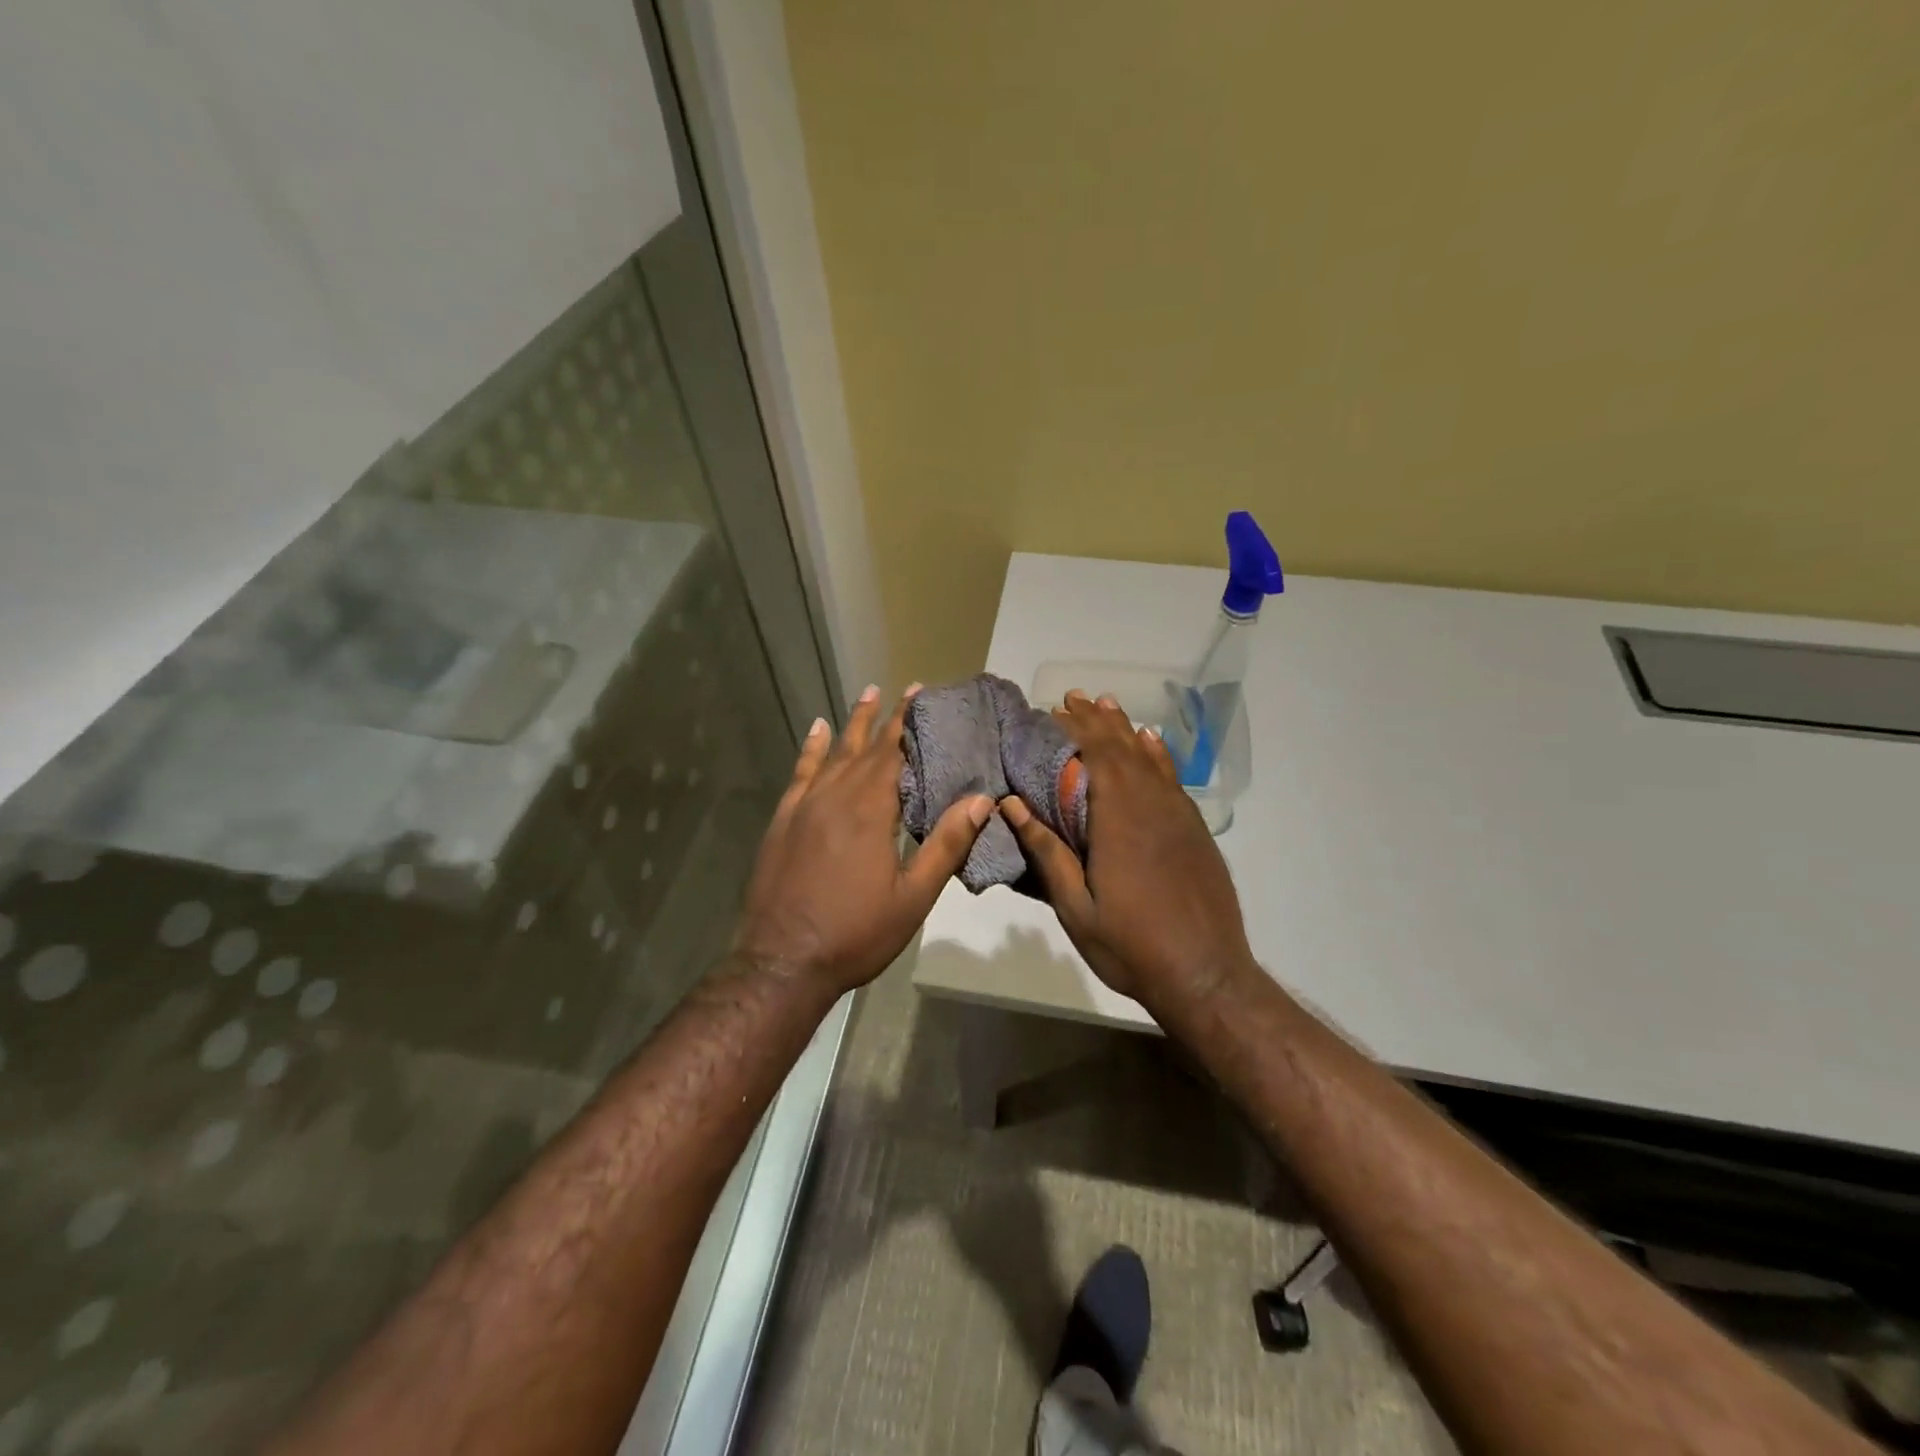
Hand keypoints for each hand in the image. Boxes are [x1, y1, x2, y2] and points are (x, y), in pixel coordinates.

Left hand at [735, 685, 992, 997]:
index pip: (893, 753)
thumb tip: (980, 799)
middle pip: (865, 747)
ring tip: (866, 695)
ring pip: (832, 754)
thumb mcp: (913, 896)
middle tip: (904, 689)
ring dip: (851, 724)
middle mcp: (835, 796)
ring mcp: (803, 806)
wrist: (782, 963)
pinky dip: (810, 750)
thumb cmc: (856, 933)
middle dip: (887, 718)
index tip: (921, 693)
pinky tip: (816, 732)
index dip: (909, 722)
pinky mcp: (782, 821)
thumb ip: (945, 844)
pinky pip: (800, 774)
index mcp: (870, 810)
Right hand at [1001, 691, 1256, 1009]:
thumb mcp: (1076, 907)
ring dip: (1124, 729)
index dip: (1074, 729)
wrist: (1206, 975)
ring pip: (1148, 758)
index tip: (1053, 710)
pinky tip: (1150, 741)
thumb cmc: (1131, 945)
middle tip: (1072, 698)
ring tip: (1106, 704)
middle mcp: (1151, 805)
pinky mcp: (1194, 829)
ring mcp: (1178, 815)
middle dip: (1095, 721)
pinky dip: (1157, 754)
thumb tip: (1011, 804)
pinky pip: (1172, 778)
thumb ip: (1048, 852)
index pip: (1095, 756)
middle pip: (1121, 749)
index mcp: (1118, 819)